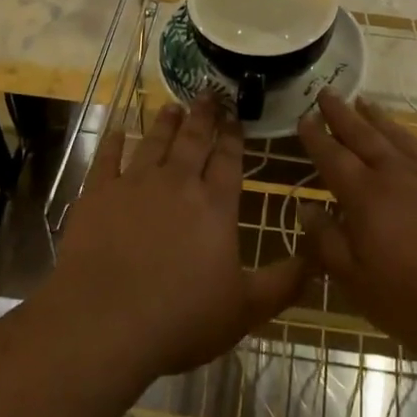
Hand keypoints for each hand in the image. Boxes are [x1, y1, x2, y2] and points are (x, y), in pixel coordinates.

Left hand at [52, 94, 306, 377]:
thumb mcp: (245, 310)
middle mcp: (177, 184)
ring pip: (154, 143)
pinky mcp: (98, 195)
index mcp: (215, 206)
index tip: (235, 116)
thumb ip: (283, 283)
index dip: (233, 137)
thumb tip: (319, 258)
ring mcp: (134, 185)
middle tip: (207, 93)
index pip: (229, 160)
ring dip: (165, 122)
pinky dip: (112, 143)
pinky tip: (116, 132)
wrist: (105, 323)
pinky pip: (106, 160)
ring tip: (172, 105)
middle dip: (203, 116)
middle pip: (193, 141)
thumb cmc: (181, 319)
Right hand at [297, 89, 416, 367]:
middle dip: (341, 113)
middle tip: (326, 91)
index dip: (316, 138)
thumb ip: (328, 244)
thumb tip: (306, 209)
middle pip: (363, 135)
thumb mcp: (361, 285)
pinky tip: (407, 142)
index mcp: (366, 197)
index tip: (303, 117)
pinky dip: (407, 137)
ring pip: (397, 136)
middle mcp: (397, 175)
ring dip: (376, 117)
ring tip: (363, 102)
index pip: (333, 158)